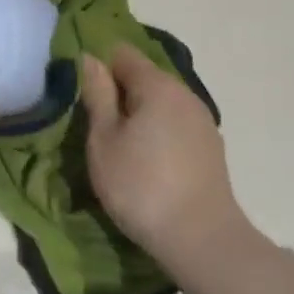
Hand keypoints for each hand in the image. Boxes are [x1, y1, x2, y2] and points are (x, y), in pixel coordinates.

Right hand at [80, 43, 257, 279]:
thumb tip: (90, 59)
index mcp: (157, 85)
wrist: (201, 239)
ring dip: (139, 113)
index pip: (123, 54)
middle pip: (145, 76)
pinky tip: (147, 159)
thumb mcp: (104, 140)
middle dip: (119, 92)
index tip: (83, 93)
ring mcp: (202, 120)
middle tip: (96, 123)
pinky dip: (158, 130)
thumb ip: (97, 95)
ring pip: (161, 102)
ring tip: (120, 144)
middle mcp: (185, 93)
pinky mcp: (210, 146)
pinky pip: (175, 123)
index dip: (100, 66)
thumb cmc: (140, 186)